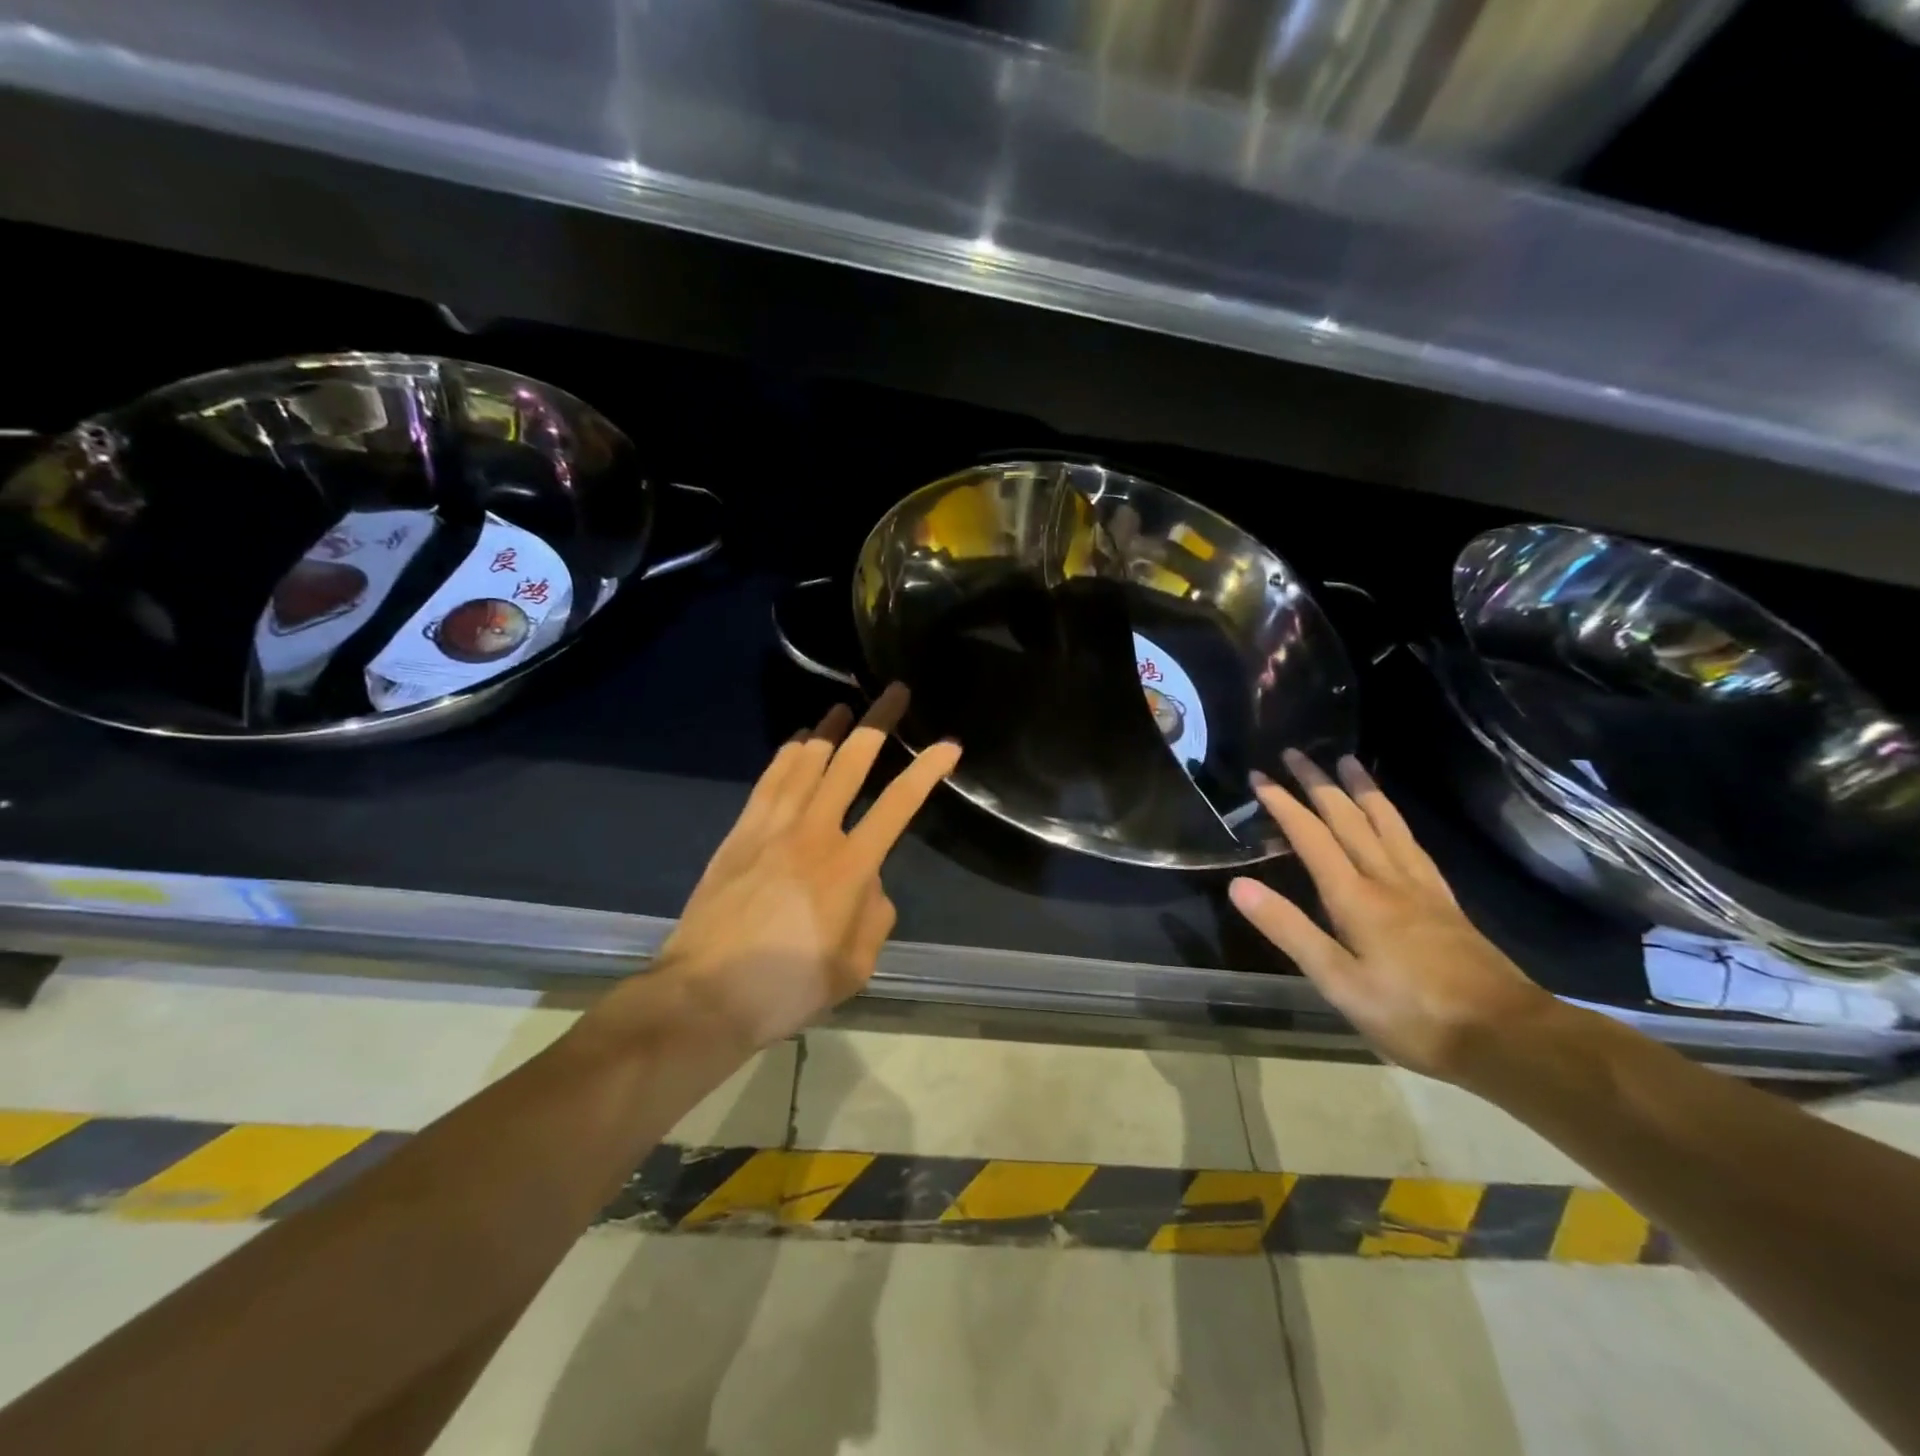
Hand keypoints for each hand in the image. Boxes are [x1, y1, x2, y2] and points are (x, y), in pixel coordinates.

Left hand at [644, 685, 960, 1050]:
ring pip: (804, 763)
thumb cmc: (786, 988)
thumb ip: (875, 917)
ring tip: (844, 706)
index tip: (948, 745)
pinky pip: (768, 783)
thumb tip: (869, 884)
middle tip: (894, 691)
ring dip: (827, 731)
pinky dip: (786, 756)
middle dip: (877, 724)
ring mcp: (770, 829)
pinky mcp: (739, 835)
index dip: (927, 771)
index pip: (898, 805)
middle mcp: (812, 834)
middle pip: (849, 764)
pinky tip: (796, 742)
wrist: (703, 996)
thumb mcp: (855, 968)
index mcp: (848, 867)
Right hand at [1229, 750, 1559, 1083]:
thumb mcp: (1338, 982)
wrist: (1508, 1038)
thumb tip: (1239, 885)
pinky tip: (1393, 820)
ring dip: (1361, 789)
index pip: (1312, 837)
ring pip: (1386, 823)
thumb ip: (1289, 930)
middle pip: (1349, 819)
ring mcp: (1421, 888)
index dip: (1284, 805)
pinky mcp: (1445, 902)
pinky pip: (1413, 844)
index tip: (1260, 777)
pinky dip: (1395, 819)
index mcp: (1356, 898)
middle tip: (1296, 752)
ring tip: (1347, 761)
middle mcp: (1388, 880)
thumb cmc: (1413, 1016)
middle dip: (1318, 783)